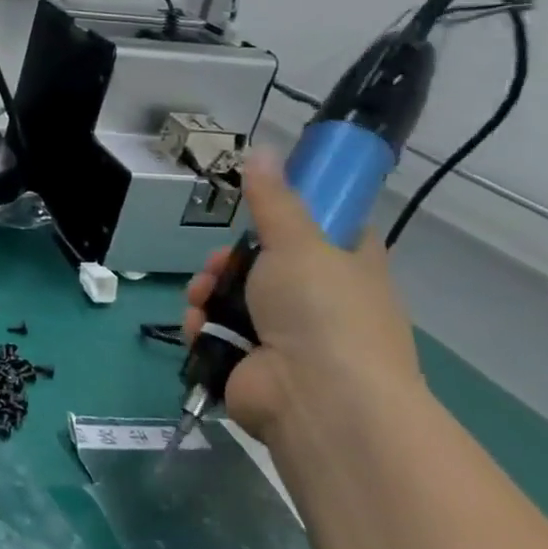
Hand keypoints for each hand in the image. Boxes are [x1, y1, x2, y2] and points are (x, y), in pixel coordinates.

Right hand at [185, 150, 423, 443]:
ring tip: (203, 298)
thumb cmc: (322, 311)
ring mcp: (284, 337)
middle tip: (219, 263)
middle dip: (228, 261)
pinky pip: (216, 332)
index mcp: (349, 269)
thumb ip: (274, 200)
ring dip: (209, 292)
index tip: (264, 210)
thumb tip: (263, 149)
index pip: (330, 232)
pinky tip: (199, 325)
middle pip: (263, 264)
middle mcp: (320, 303)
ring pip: (232, 297)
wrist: (318, 399)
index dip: (297, 217)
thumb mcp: (298, 242)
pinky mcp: (250, 362)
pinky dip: (202, 326)